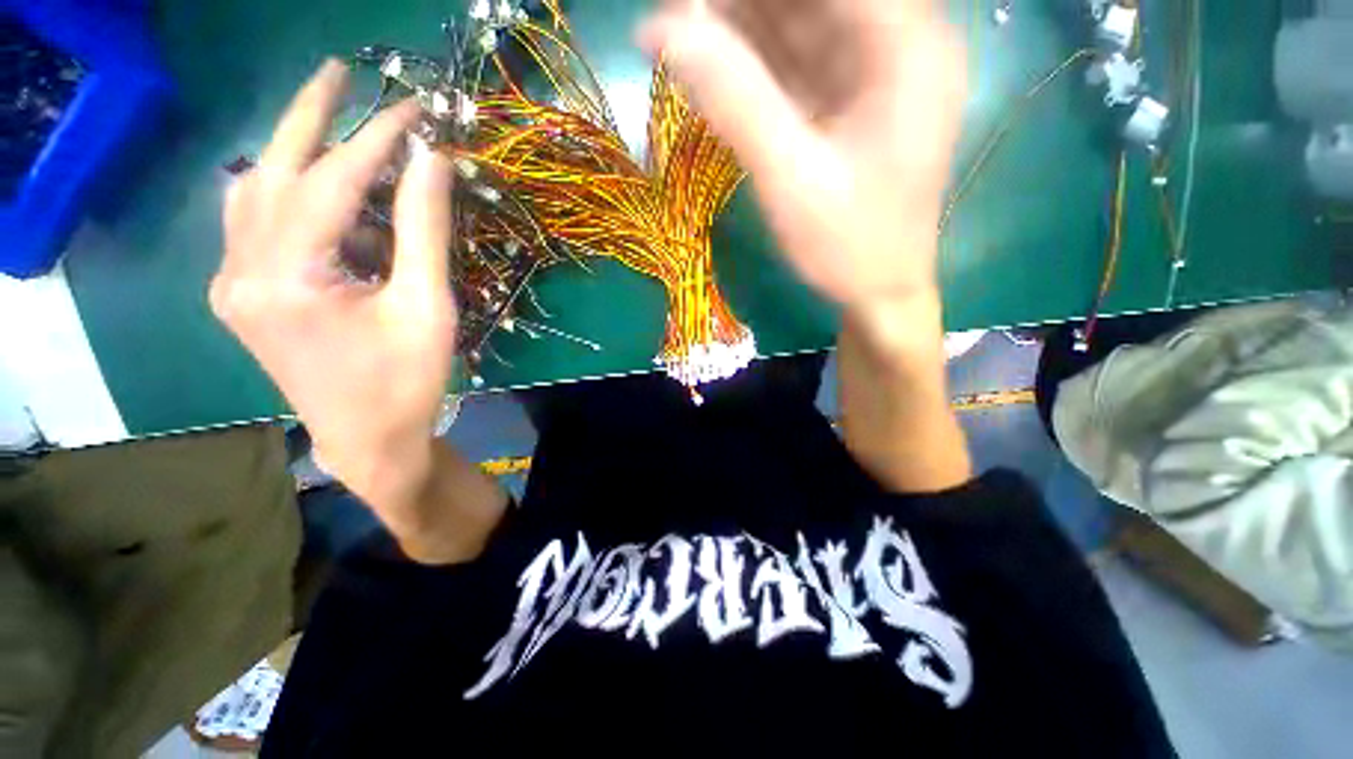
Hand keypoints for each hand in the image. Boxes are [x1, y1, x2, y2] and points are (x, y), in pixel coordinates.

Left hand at [211, 60, 455, 507]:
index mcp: (287, 278)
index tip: (414, 110)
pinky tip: (325, 198)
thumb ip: (422, 230)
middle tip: (341, 71)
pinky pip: (254, 223)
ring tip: (338, 130)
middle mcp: (240, 271)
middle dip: (309, 114)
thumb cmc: (408, 382)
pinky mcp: (241, 296)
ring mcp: (232, 284)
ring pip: (253, 191)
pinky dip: (290, 194)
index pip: (330, 179)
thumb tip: (431, 162)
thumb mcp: (426, 307)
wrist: (368, 441)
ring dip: (296, 153)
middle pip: (270, 169)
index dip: (376, 138)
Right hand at [639, 0, 965, 311]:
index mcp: (905, 44)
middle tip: (674, 24)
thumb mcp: (792, 179)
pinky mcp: (852, 100)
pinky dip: (753, 64)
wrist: (881, 292)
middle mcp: (898, 40)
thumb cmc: (849, 247)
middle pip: (811, 0)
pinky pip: (797, 62)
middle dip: (737, 7)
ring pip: (799, 22)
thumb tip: (667, 30)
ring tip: (679, 40)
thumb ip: (735, 102)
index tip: (687, 7)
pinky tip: (710, 67)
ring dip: (738, 28)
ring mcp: (875, 70)